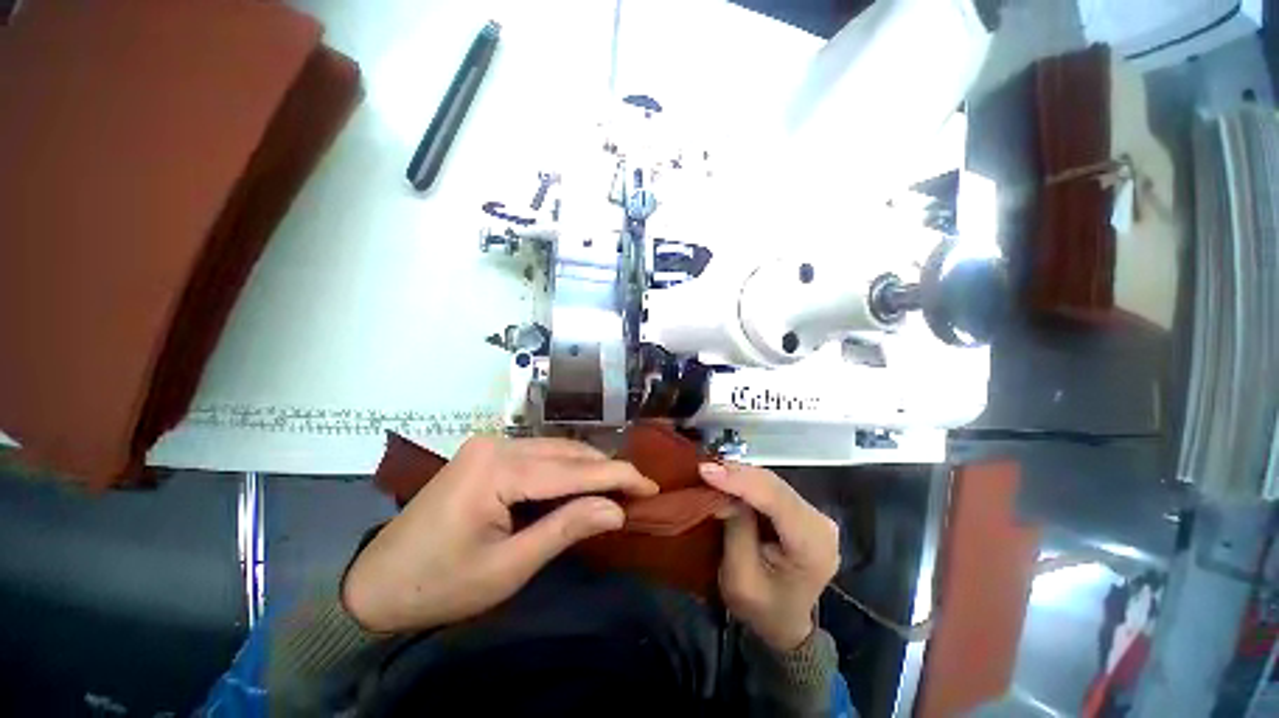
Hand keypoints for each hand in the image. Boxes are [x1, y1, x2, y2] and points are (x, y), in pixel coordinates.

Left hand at [342, 436, 657, 632]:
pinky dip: (566, 468)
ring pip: (556, 449)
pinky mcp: (488, 452)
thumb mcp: (508, 568)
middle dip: (607, 470)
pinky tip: (581, 482)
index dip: (618, 476)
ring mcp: (490, 444)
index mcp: (498, 470)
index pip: (574, 469)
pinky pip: (540, 454)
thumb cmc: (440, 586)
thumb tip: (616, 510)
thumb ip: (565, 530)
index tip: (651, 486)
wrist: (375, 585)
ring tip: (617, 487)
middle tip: (638, 490)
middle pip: (567, 453)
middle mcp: (497, 444)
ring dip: (588, 467)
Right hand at [699, 462, 839, 650]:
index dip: (740, 481)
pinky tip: (726, 477)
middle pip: (775, 486)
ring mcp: (813, 514)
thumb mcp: (741, 578)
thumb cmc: (763, 609)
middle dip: (737, 474)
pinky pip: (770, 487)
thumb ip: (736, 530)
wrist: (784, 624)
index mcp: (813, 546)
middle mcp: (821, 523)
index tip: (706, 471)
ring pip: (771, 482)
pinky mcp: (801, 510)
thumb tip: (722, 492)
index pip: (776, 500)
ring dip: (740, 475)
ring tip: (711, 470)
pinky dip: (746, 481)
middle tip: (704, 468)